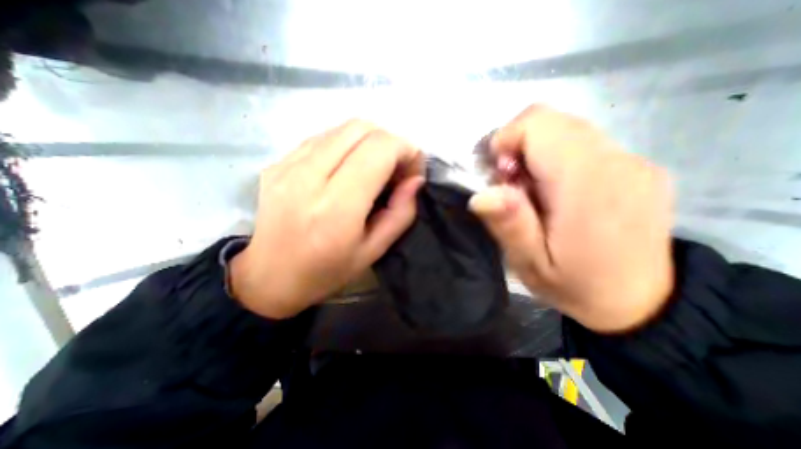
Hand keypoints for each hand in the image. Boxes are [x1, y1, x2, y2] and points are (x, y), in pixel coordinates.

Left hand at [229, 118, 425, 318]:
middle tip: (395, 170)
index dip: (406, 151)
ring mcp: (288, 165)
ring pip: (342, 128)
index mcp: (336, 207)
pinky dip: (347, 145)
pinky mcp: (278, 162)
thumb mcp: (373, 251)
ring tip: (374, 169)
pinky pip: (323, 138)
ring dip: (369, 142)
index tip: (412, 172)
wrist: (269, 276)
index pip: (380, 149)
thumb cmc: (326, 272)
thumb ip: (400, 214)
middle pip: (361, 128)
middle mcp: (309, 177)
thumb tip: (415, 180)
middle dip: (390, 142)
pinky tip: (348, 169)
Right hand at [470, 104, 674, 328]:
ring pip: (565, 130)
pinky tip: (556, 193)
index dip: (506, 141)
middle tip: (512, 187)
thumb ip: (509, 224)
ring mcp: (632, 161)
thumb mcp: (531, 264)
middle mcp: (616, 162)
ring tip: (532, 192)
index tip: (500, 175)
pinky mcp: (636, 166)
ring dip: (536, 154)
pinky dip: (557, 159)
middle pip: (551, 121)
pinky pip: (583, 144)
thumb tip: (483, 194)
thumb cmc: (578, 286)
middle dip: (518, 147)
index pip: (538, 124)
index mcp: (586, 185)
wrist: (644, 303)